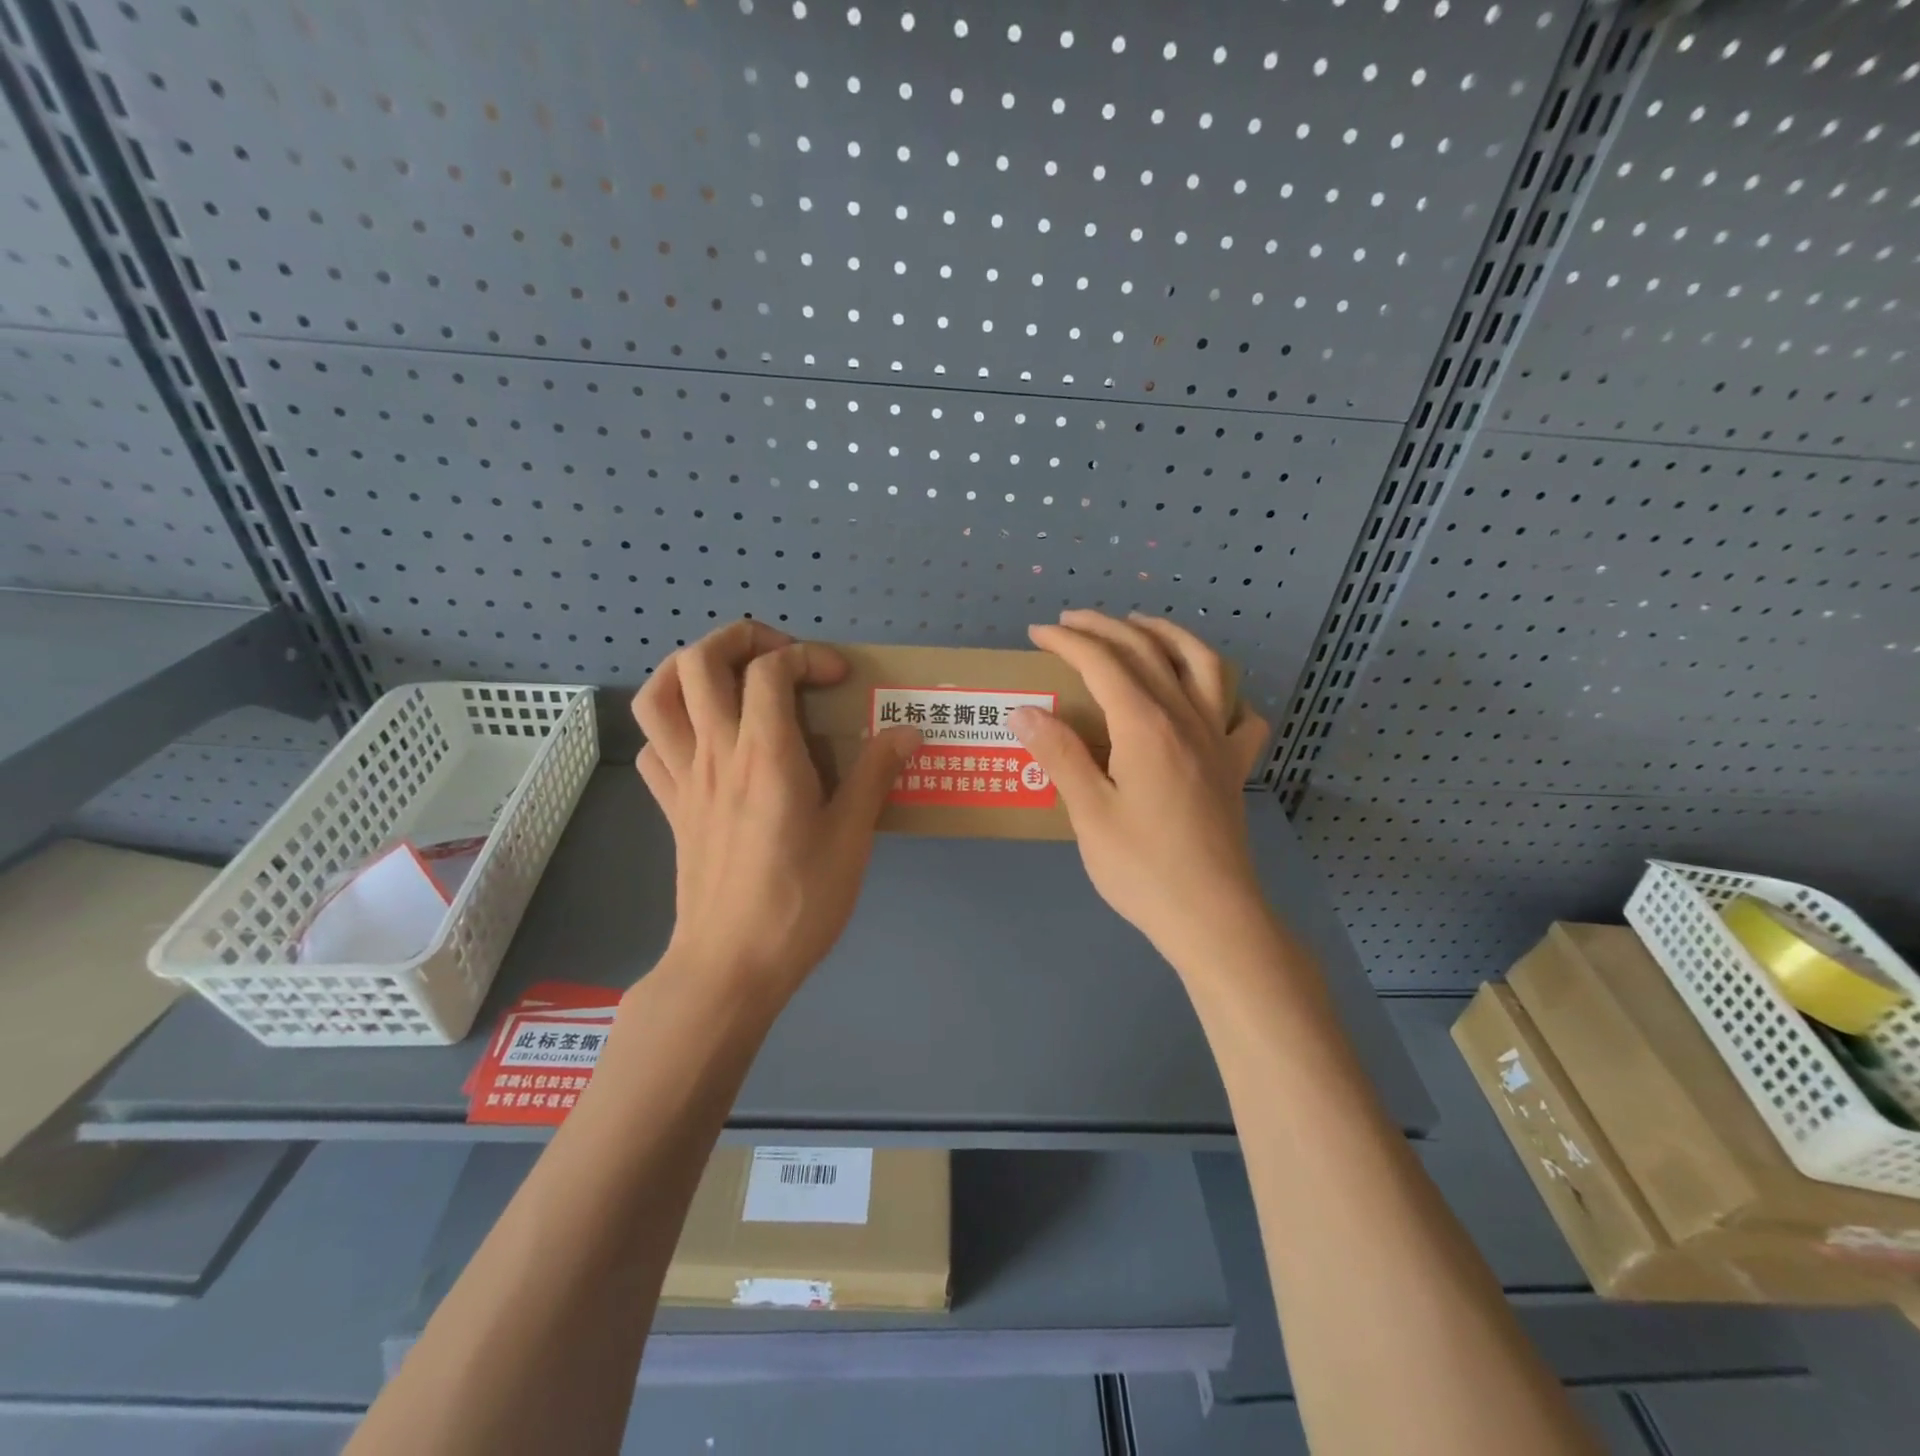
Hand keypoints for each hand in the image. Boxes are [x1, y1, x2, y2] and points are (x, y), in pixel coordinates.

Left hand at [632, 621, 921, 997]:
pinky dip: (674, 726)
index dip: (808, 656)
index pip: (771, 669)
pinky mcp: (671, 808)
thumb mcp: (852, 837)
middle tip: (781, 657)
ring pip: (658, 696)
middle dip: (740, 639)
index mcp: (766, 754)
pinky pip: (653, 748)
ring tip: (730, 677)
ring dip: (689, 668)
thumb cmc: (799, 901)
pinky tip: (707, 741)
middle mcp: (716, 753)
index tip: (840, 680)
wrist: (731, 965)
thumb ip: (876, 774)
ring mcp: (685, 779)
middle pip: (699, 661)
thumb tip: (908, 731)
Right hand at [1010, 610, 1272, 970]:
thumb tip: (1024, 710)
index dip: (1069, 642)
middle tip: (1071, 622)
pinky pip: (1240, 714)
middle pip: (1148, 651)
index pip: (1104, 663)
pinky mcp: (1235, 766)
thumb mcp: (1089, 813)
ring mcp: (1218, 739)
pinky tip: (1207, 698)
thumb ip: (1059, 755)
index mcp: (1146, 726)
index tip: (1038, 633)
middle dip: (1106, 628)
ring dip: (1169, 635)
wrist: (1213, 916)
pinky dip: (1224, 692)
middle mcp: (1187, 718)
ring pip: (1203, 664)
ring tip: (1142, 627)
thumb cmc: (1143, 868)